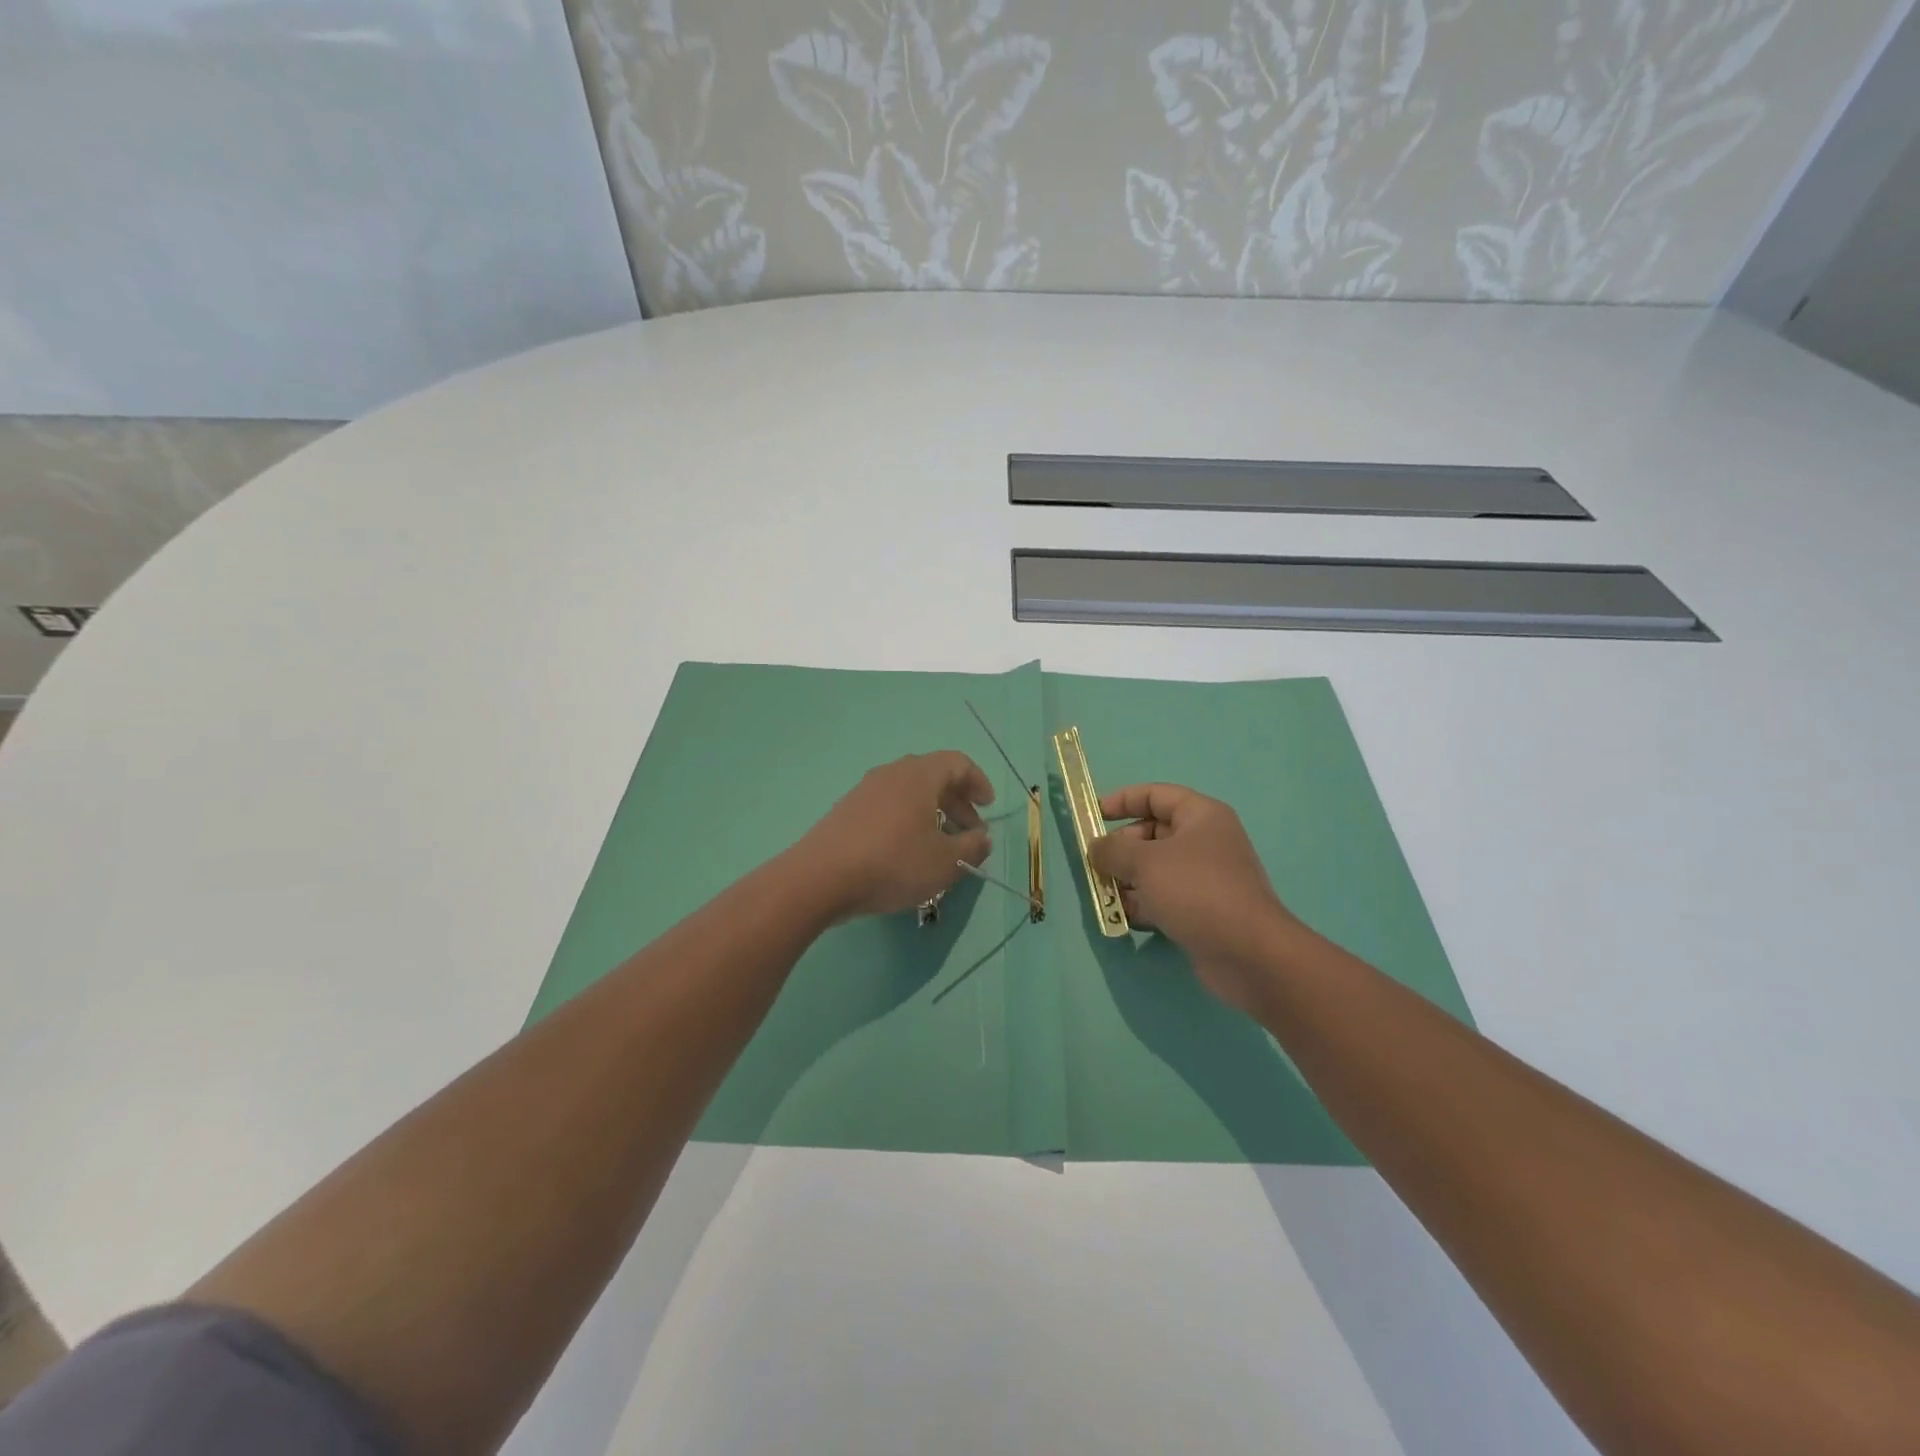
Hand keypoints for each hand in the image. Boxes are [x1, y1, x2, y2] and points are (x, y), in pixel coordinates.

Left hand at [794, 752, 995, 921]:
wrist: (820, 878)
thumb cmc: (893, 863)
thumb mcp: (945, 863)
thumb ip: (972, 848)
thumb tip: (982, 838)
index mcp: (919, 776)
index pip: (957, 763)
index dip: (978, 782)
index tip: (988, 807)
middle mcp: (892, 774)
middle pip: (933, 776)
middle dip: (957, 802)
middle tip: (970, 831)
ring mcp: (865, 791)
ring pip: (909, 792)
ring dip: (932, 813)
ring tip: (941, 845)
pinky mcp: (847, 811)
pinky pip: (888, 806)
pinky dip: (907, 820)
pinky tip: (907, 851)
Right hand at [1090, 784, 1302, 1013]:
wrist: (1249, 954)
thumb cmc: (1197, 891)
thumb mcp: (1146, 862)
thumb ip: (1113, 850)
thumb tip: (1096, 848)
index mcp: (1201, 816)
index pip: (1155, 795)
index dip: (1122, 800)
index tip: (1091, 815)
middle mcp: (1205, 842)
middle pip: (1152, 834)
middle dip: (1120, 848)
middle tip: (1094, 865)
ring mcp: (1204, 878)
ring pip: (1154, 870)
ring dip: (1126, 880)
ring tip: (1102, 894)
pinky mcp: (1202, 911)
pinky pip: (1163, 898)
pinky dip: (1142, 905)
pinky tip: (1121, 918)